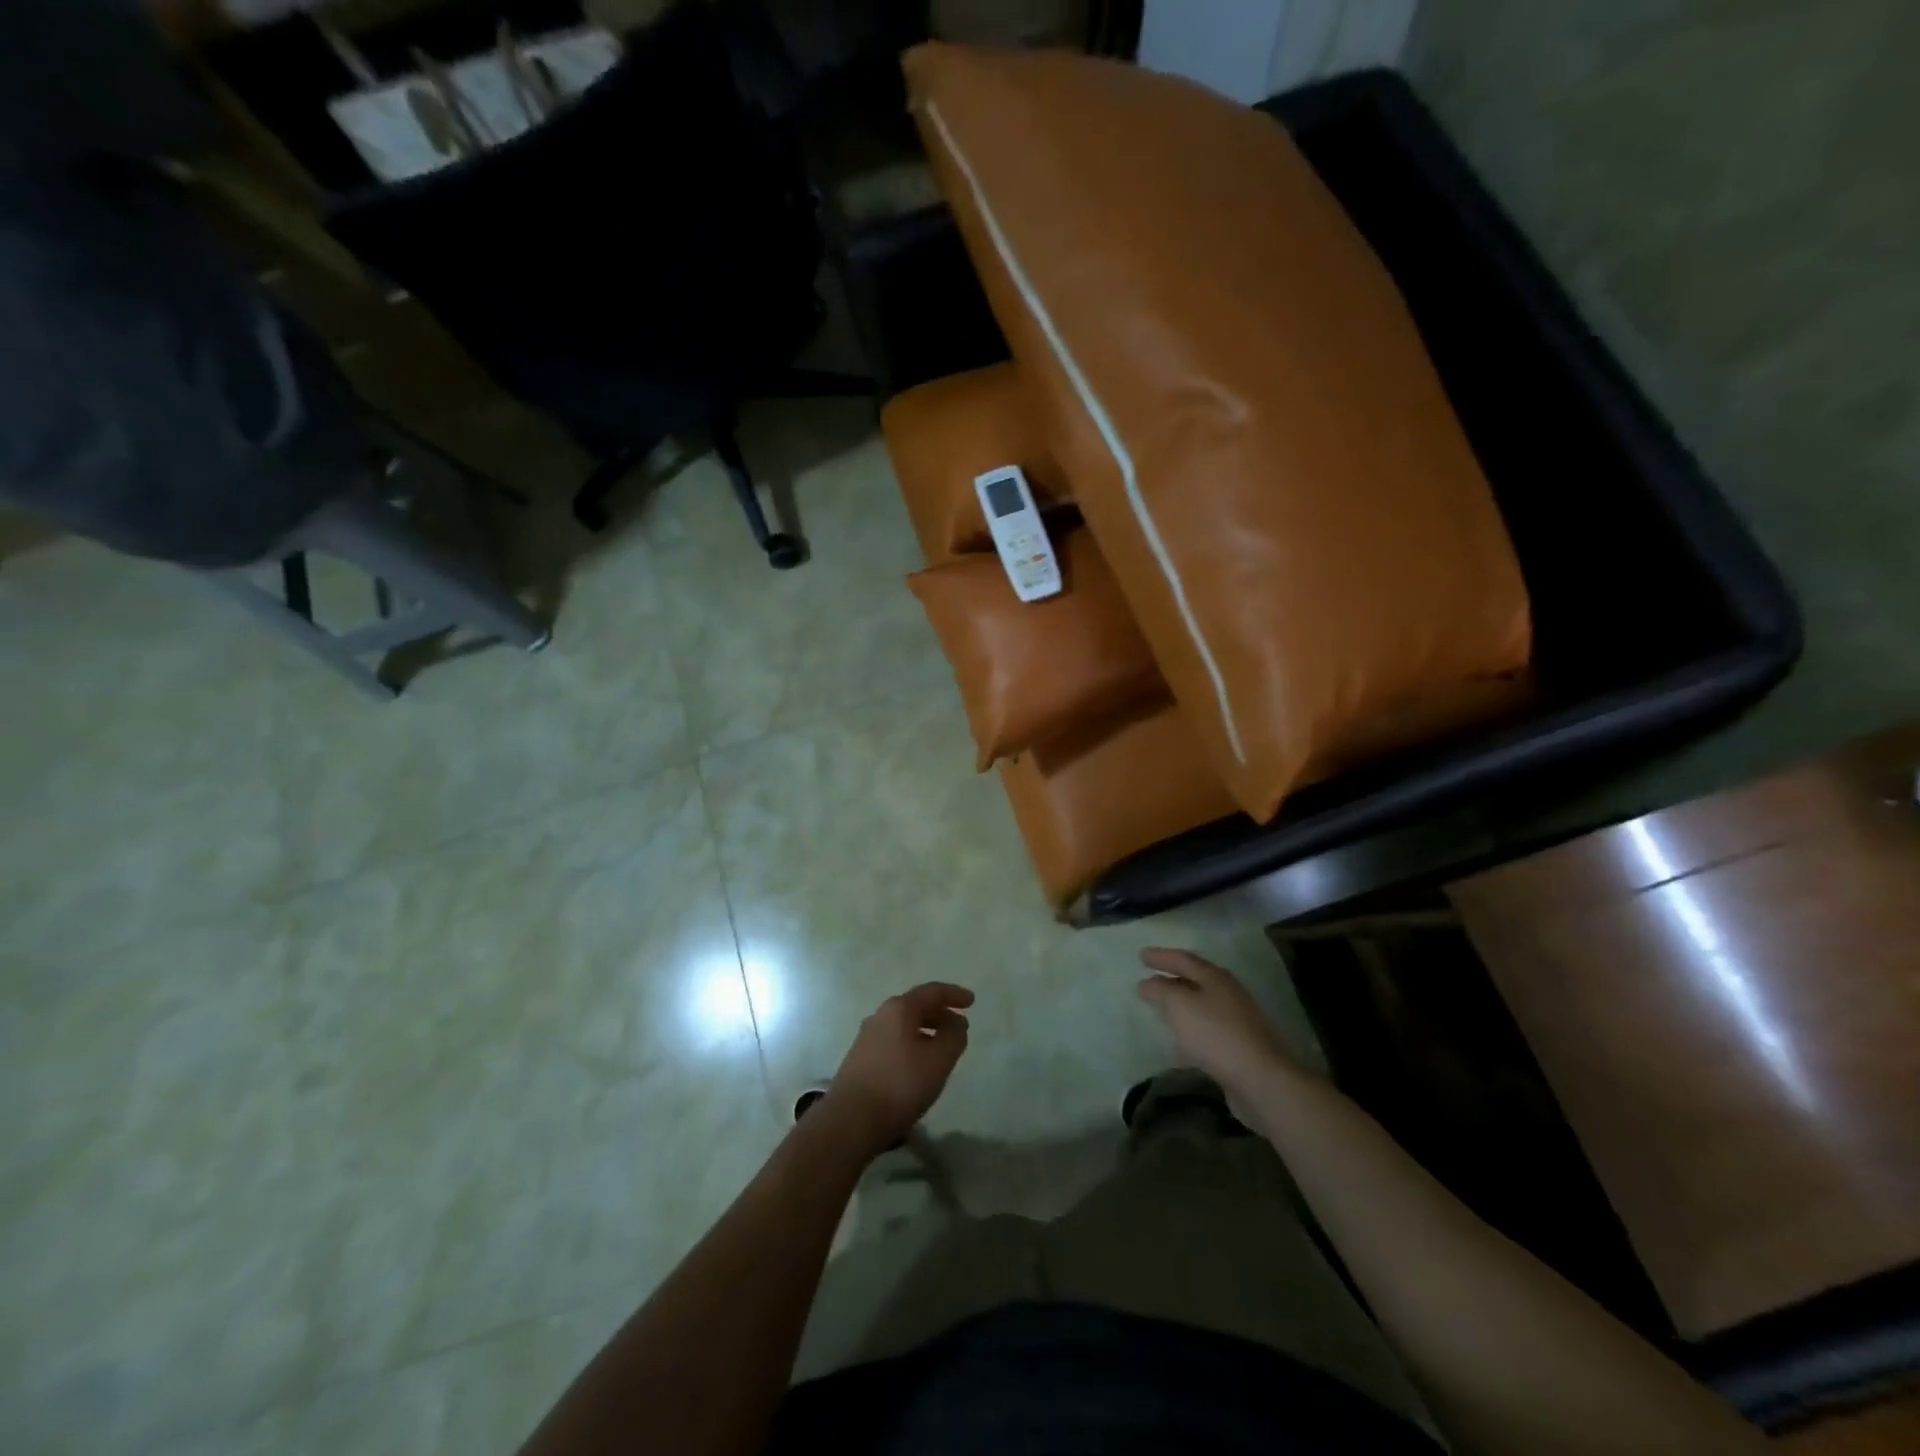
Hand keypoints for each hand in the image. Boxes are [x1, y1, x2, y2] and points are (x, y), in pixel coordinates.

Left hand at [821, 983, 973, 1155]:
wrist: (850, 1120)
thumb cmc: (900, 1084)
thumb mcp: (938, 1060)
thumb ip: (953, 1037)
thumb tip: (956, 1023)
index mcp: (899, 1008)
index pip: (932, 992)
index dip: (954, 994)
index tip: (972, 1001)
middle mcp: (880, 1016)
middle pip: (915, 1006)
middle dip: (940, 1013)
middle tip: (959, 1026)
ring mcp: (867, 1037)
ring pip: (903, 1025)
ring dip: (925, 1030)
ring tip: (942, 1046)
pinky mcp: (860, 1059)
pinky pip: (893, 1041)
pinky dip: (911, 1043)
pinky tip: (918, 1064)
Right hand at [1137, 949, 1295, 1108]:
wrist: (1260, 1080)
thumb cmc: (1215, 1034)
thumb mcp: (1179, 1005)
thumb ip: (1160, 990)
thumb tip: (1147, 984)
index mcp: (1216, 978)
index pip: (1184, 959)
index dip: (1161, 957)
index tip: (1141, 956)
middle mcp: (1228, 995)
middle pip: (1195, 981)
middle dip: (1172, 980)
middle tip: (1150, 981)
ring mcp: (1237, 1022)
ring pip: (1201, 1008)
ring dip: (1181, 1009)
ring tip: (1160, 1013)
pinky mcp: (1239, 1049)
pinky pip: (1207, 1034)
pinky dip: (1190, 1035)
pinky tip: (1178, 1050)